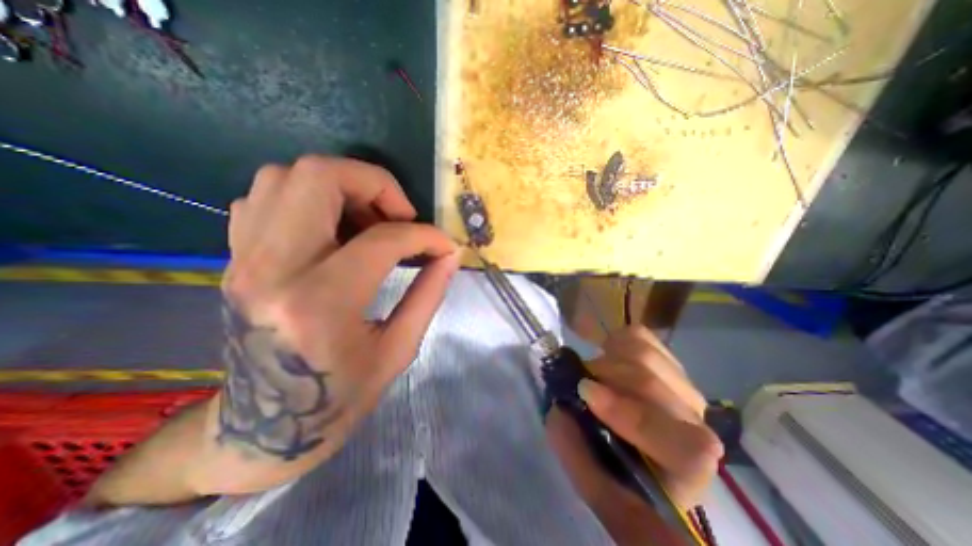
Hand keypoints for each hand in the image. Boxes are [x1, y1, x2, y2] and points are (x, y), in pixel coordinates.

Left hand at [194, 153, 460, 494]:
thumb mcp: (398, 351)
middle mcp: (272, 269)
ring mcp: (243, 259)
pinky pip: (267, 197)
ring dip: (341, 187)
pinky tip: (334, 230)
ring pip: (286, 176)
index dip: (424, 235)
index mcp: (320, 304)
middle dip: (374, 183)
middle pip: (318, 177)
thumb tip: (450, 255)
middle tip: (400, 216)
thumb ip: (429, 294)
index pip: (382, 239)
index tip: (444, 245)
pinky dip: (308, 199)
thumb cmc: (339, 398)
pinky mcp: (235, 258)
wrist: (263, 428)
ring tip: (370, 221)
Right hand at [546, 328, 720, 536]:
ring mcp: (681, 384)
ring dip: (606, 360)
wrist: (634, 442)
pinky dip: (615, 341)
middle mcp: (693, 422)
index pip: (685, 447)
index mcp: (685, 469)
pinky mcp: (666, 359)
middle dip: (603, 377)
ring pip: (644, 354)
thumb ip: (575, 451)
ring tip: (594, 373)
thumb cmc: (616, 467)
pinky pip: (639, 335)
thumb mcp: (590, 476)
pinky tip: (608, 355)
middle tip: (579, 381)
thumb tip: (560, 409)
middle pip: (651, 384)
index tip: (586, 394)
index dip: (633, 417)